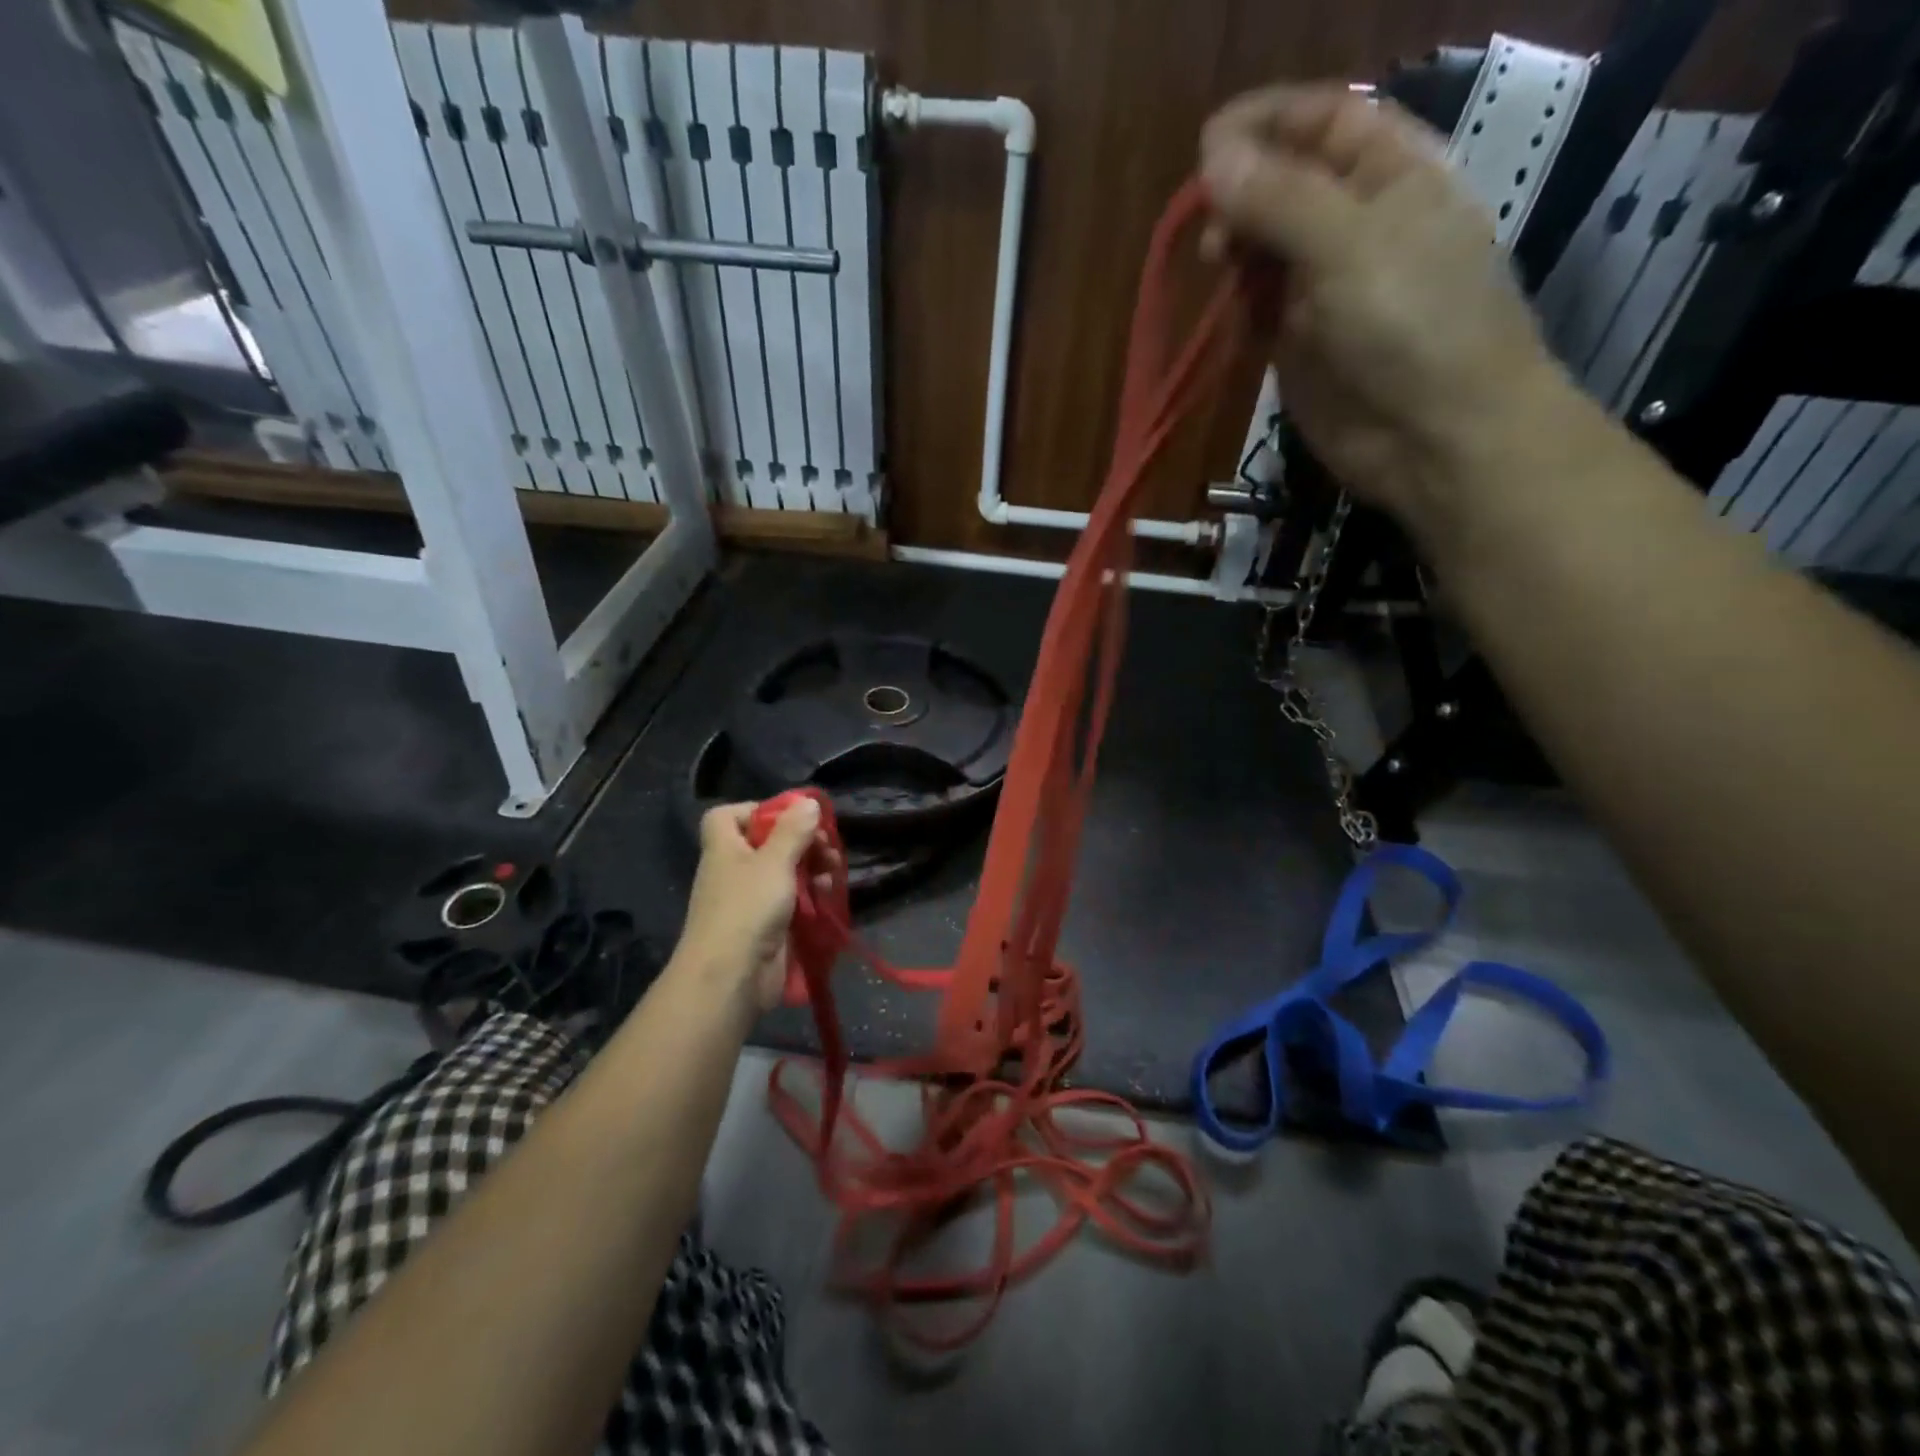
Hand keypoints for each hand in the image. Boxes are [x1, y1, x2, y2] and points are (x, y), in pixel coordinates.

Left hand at [675, 799, 838, 1011]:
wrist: (731, 978)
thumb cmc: (747, 909)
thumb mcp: (773, 862)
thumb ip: (793, 831)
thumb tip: (809, 802)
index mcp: (725, 849)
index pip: (727, 817)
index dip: (754, 810)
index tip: (788, 816)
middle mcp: (735, 871)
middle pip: (766, 843)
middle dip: (800, 840)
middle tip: (826, 844)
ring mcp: (751, 900)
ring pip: (784, 871)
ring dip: (811, 866)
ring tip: (833, 868)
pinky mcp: (768, 925)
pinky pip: (792, 900)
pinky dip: (810, 893)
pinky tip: (829, 892)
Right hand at [1200, 84, 1567, 537]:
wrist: (1435, 438)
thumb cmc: (1413, 325)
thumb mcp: (1349, 244)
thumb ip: (1279, 198)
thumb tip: (1213, 155)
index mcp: (1393, 176)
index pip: (1326, 121)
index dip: (1269, 122)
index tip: (1208, 143)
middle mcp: (1355, 226)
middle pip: (1285, 187)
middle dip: (1243, 194)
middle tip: (1211, 228)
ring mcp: (1325, 290)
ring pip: (1264, 251)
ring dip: (1235, 252)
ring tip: (1216, 265)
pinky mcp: (1298, 347)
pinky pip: (1257, 312)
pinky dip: (1238, 307)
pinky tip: (1230, 314)